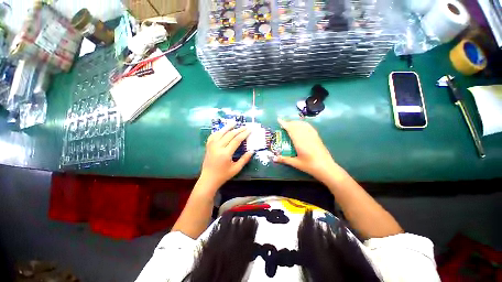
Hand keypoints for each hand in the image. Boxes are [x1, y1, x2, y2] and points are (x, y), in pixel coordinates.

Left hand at [199, 121, 253, 190]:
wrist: (208, 179)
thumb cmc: (223, 175)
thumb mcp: (236, 169)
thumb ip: (244, 159)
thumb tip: (252, 151)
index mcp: (226, 153)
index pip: (236, 140)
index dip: (244, 134)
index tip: (249, 129)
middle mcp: (218, 147)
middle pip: (229, 134)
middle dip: (238, 129)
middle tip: (245, 126)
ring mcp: (212, 146)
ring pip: (220, 133)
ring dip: (228, 127)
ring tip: (234, 122)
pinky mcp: (208, 146)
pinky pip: (213, 136)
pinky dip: (218, 131)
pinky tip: (222, 130)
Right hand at [274, 118, 337, 180]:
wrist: (326, 167)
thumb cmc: (310, 166)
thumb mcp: (296, 163)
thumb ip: (284, 159)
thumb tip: (274, 158)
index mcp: (300, 142)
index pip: (291, 129)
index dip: (285, 124)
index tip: (279, 120)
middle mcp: (306, 136)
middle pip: (297, 125)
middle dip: (289, 123)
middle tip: (283, 124)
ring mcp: (312, 135)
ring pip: (303, 125)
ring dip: (296, 122)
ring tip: (291, 124)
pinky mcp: (317, 137)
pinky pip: (309, 127)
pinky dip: (303, 124)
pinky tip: (302, 126)